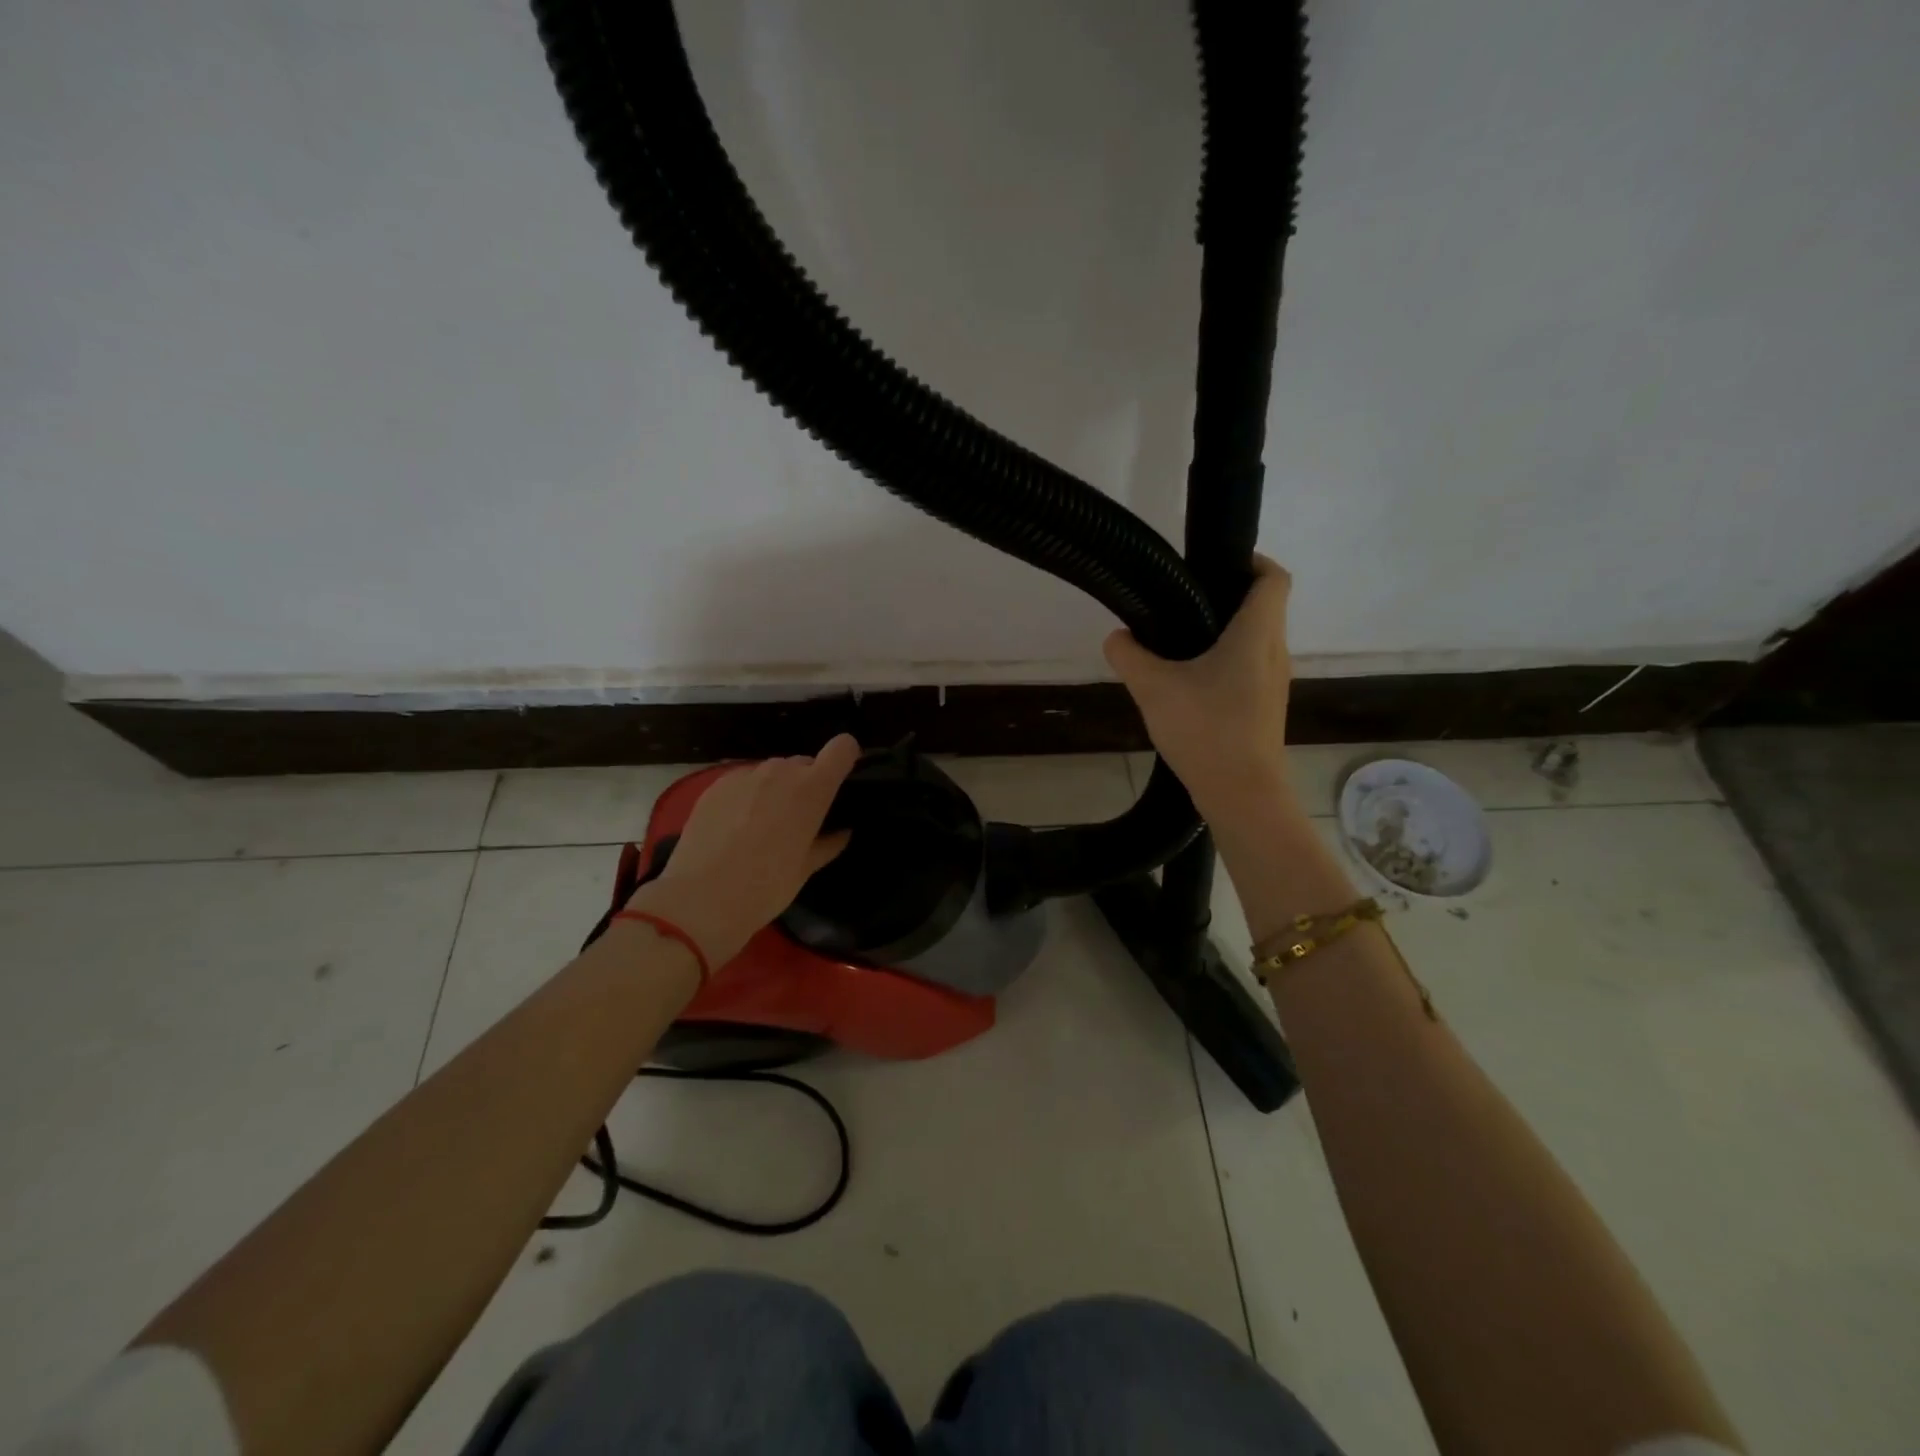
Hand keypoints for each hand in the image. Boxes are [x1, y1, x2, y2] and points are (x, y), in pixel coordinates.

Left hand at [626, 734, 859, 966]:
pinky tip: (734, 827)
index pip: (842, 748)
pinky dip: (747, 796)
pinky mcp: (716, 784)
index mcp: (811, 789)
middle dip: (806, 785)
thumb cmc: (765, 887)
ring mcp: (745, 774)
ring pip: (772, 772)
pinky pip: (743, 781)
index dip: (845, 758)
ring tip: (762, 826)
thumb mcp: (804, 870)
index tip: (840, 780)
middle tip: (797, 820)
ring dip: (775, 790)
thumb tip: (842, 832)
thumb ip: (828, 844)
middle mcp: (780, 771)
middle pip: (804, 764)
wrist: (700, 899)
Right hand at [1103, 555, 1296, 829]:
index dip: (1252, 561)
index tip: (1214, 564)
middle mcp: (1275, 651)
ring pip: (1256, 640)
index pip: (1273, 577)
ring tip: (1179, 642)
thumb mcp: (1153, 688)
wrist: (1242, 794)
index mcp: (1256, 634)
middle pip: (1264, 607)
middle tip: (1182, 602)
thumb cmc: (1206, 730)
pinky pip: (1250, 668)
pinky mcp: (1266, 707)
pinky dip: (1226, 662)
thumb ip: (1129, 656)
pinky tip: (1190, 684)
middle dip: (1227, 597)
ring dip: (1225, 633)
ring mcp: (1274, 682)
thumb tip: (1116, 637)